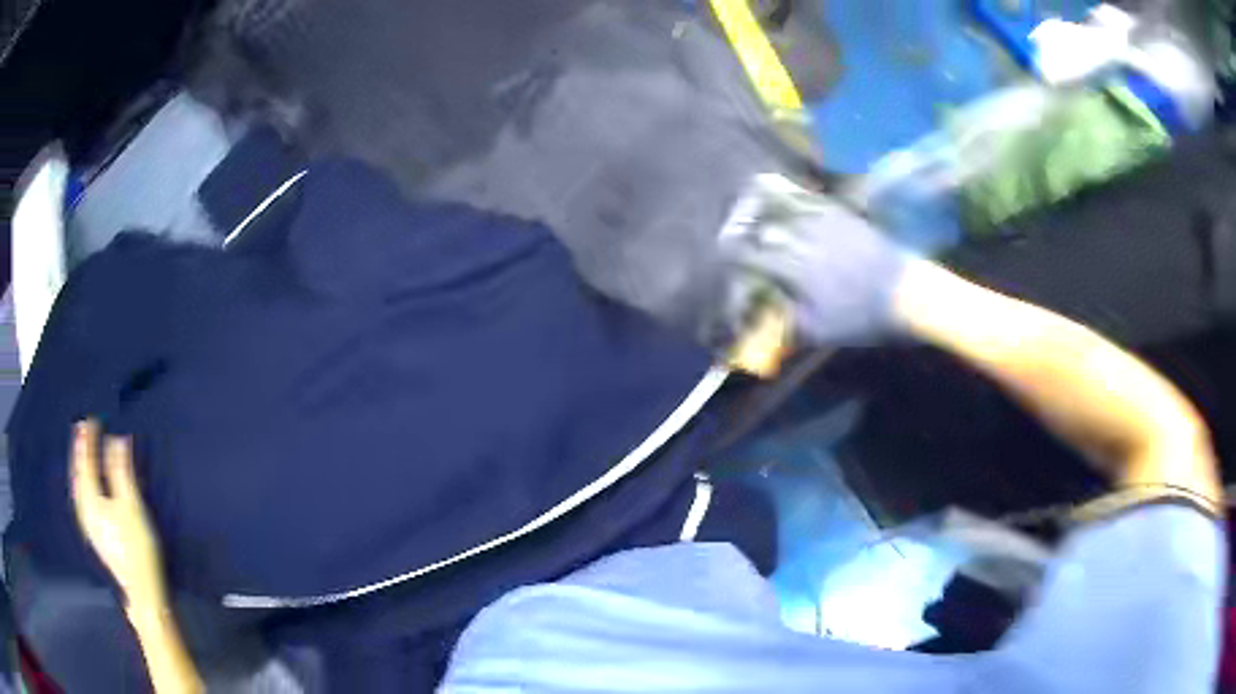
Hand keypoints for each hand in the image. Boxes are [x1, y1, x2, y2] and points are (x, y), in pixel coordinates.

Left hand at [70, 420, 166, 610]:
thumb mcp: (131, 505)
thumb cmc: (137, 547)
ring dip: (79, 467)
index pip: (86, 461)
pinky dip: (82, 484)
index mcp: (90, 498)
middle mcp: (84, 509)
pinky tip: (85, 486)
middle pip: (78, 474)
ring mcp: (88, 524)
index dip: (88, 440)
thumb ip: (121, 471)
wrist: (142, 591)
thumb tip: (117, 438)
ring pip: (78, 487)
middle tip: (81, 430)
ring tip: (81, 451)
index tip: (90, 419)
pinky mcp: (94, 535)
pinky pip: (82, 499)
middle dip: (79, 451)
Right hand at [723, 175, 914, 344]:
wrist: (906, 293)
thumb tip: (766, 316)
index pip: (752, 255)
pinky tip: (786, 192)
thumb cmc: (863, 317)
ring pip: (783, 203)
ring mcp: (823, 221)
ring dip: (762, 202)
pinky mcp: (841, 214)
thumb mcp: (821, 332)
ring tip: (748, 199)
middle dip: (741, 225)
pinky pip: (809, 198)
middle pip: (762, 224)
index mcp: (795, 269)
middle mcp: (804, 238)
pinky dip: (791, 193)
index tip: (721, 252)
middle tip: (731, 227)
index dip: (732, 253)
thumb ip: (788, 323)